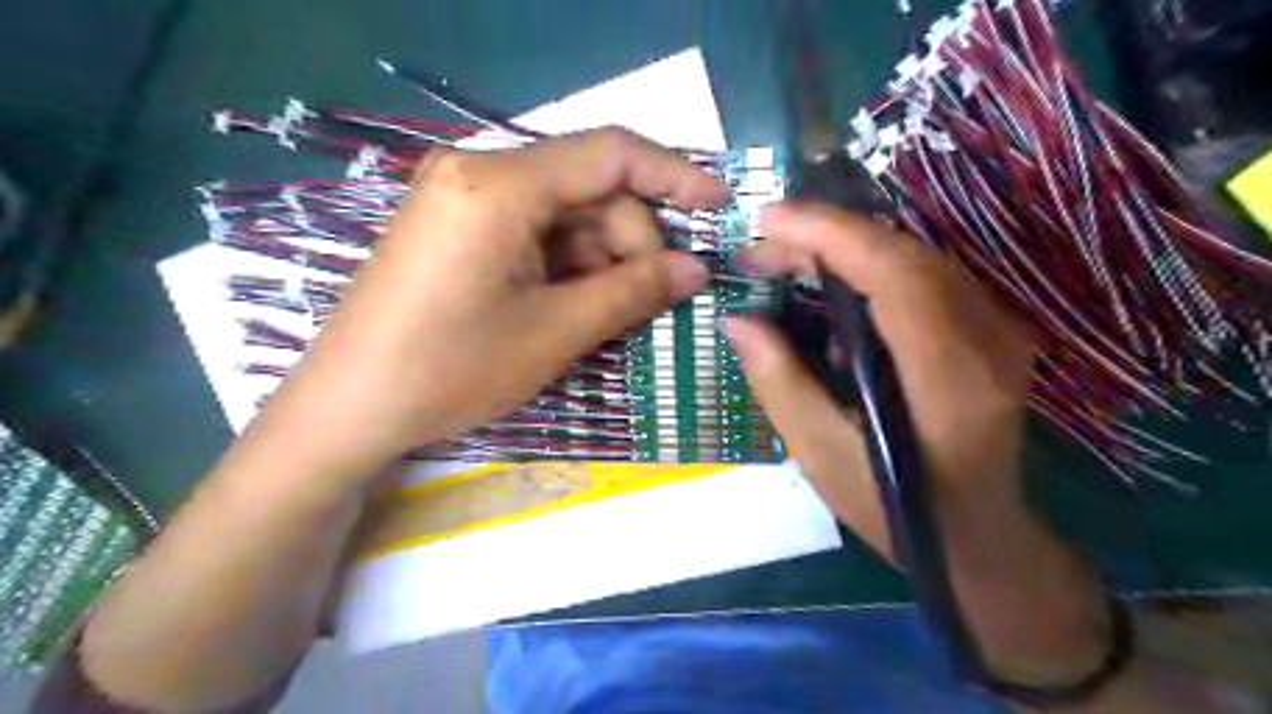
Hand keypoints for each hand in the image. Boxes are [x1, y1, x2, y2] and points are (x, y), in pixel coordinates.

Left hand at [253, 129, 723, 478]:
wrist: (350, 408)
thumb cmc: (450, 370)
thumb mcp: (555, 332)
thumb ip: (633, 292)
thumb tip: (697, 270)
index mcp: (500, 184)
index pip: (610, 154)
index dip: (674, 176)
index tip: (718, 207)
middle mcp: (479, 171)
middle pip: (589, 189)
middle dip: (631, 242)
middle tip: (654, 299)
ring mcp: (464, 198)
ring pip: (565, 214)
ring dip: (601, 259)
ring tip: (611, 312)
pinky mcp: (458, 226)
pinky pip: (534, 231)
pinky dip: (567, 264)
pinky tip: (574, 304)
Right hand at [725, 201, 1032, 558]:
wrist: (983, 541)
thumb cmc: (900, 510)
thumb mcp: (824, 458)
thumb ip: (780, 383)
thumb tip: (737, 319)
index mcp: (950, 380)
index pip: (896, 276)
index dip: (831, 235)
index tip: (769, 220)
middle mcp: (988, 342)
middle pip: (906, 255)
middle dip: (828, 236)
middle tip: (763, 247)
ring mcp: (998, 332)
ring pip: (917, 258)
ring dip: (847, 247)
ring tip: (787, 260)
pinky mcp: (990, 332)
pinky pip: (925, 277)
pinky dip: (871, 267)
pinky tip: (832, 288)